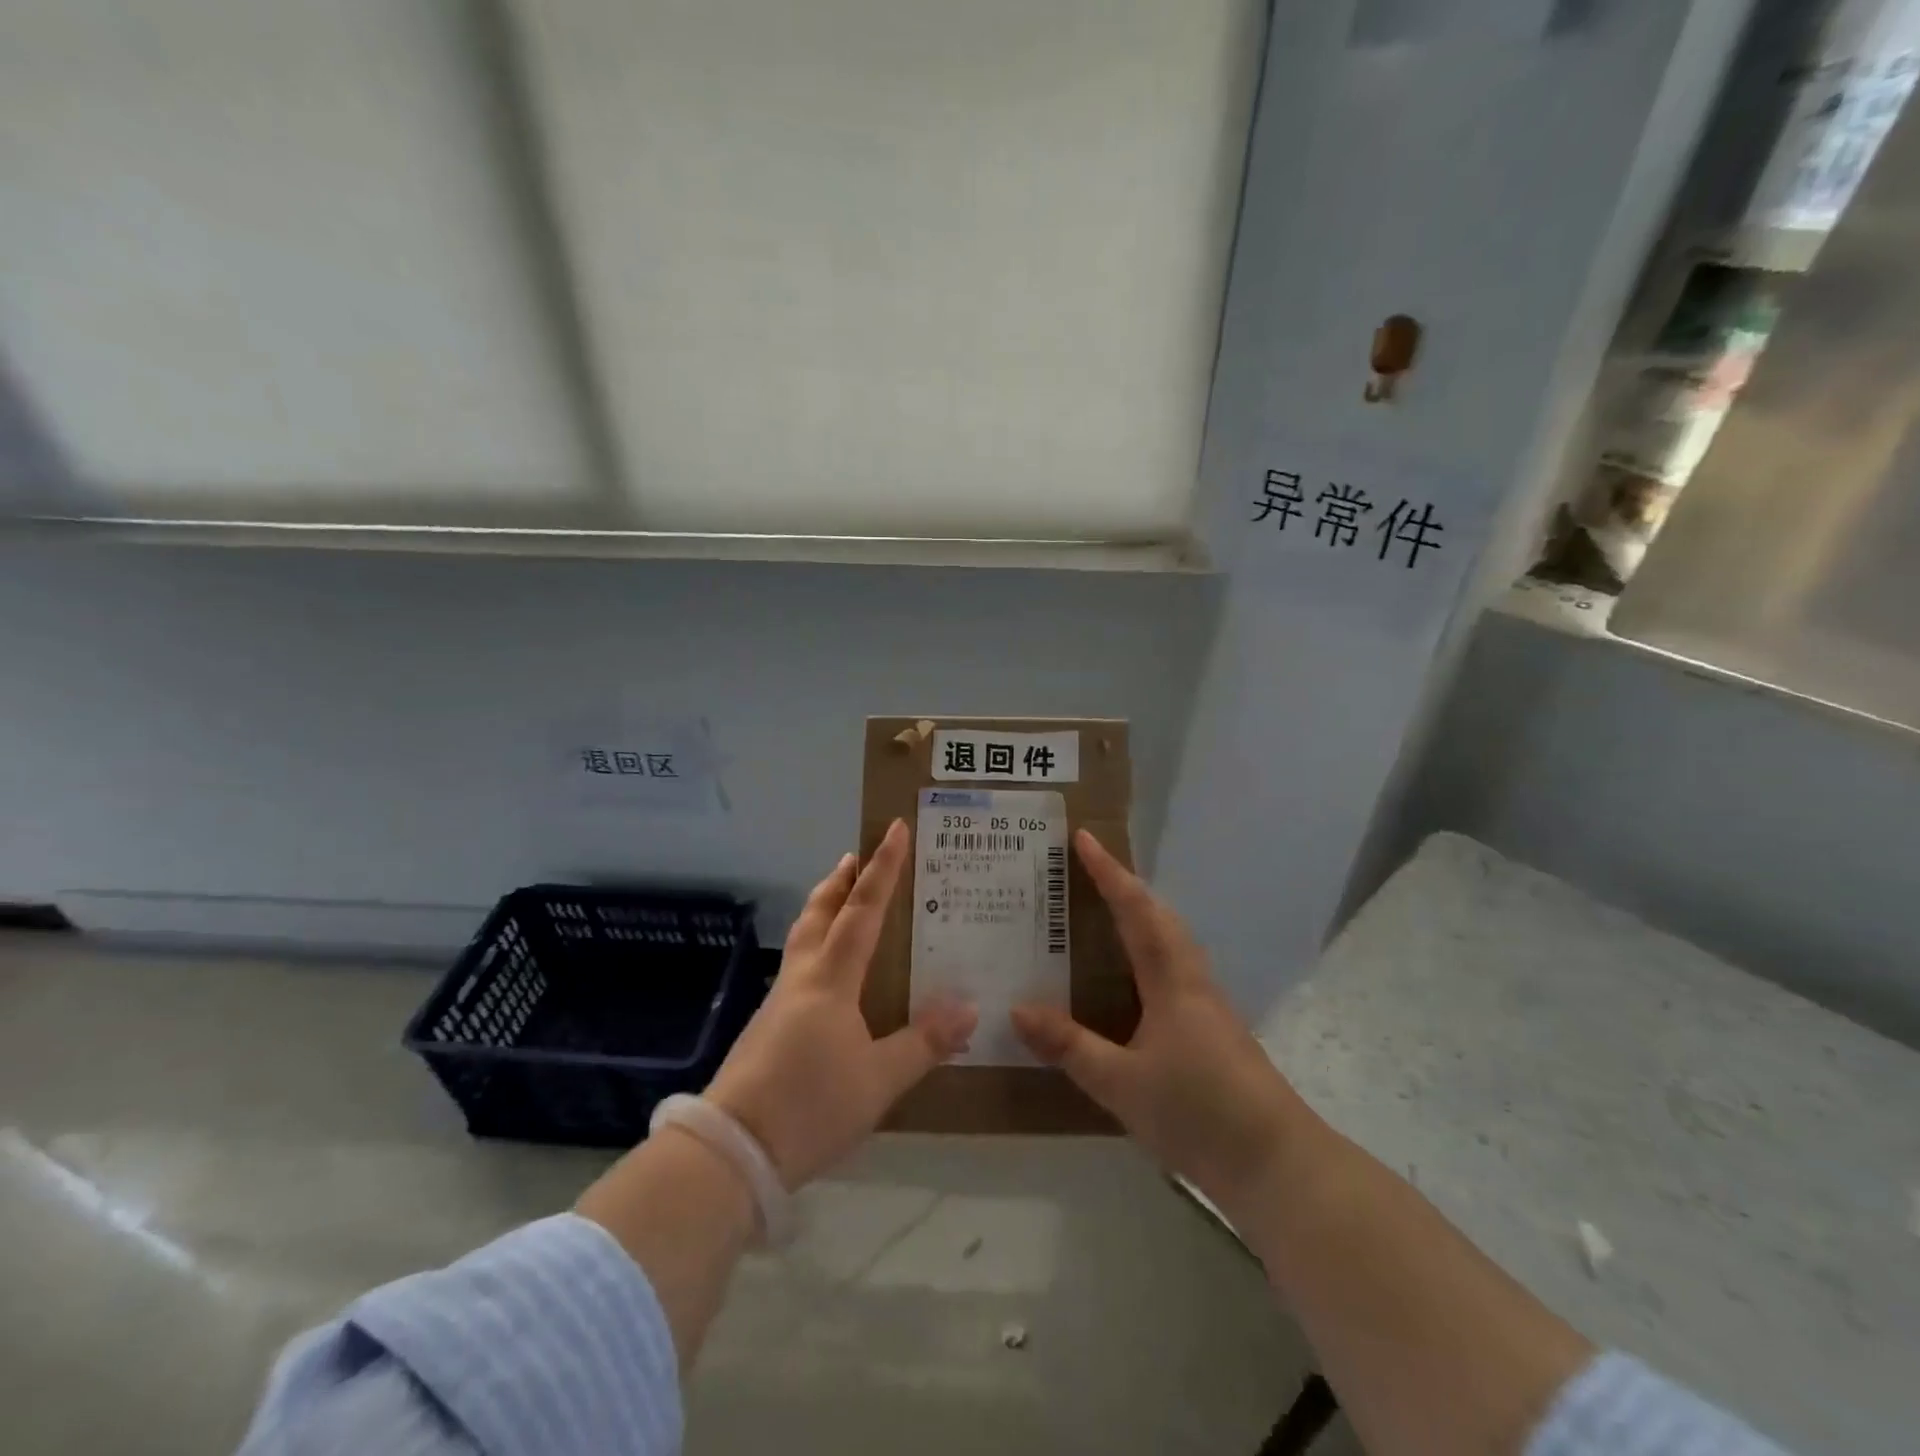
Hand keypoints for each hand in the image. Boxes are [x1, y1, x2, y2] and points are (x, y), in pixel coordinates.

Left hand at [706, 820, 976, 1187]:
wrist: (731, 1152)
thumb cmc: (810, 1106)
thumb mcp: (880, 1080)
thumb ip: (924, 1042)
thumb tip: (969, 1007)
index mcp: (831, 980)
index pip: (862, 910)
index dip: (882, 868)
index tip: (894, 830)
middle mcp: (802, 979)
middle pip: (820, 913)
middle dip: (840, 880)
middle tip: (856, 855)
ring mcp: (779, 1002)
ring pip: (803, 938)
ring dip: (823, 909)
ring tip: (840, 900)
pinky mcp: (767, 1028)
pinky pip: (798, 967)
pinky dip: (816, 946)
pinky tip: (828, 974)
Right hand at [1011, 830, 1307, 1220]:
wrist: (1276, 1164)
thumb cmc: (1198, 1113)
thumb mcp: (1121, 1084)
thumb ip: (1069, 1045)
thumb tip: (1017, 1008)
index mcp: (1172, 979)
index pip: (1136, 911)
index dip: (1109, 873)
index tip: (1084, 838)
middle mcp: (1191, 980)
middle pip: (1158, 916)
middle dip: (1124, 886)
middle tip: (1086, 869)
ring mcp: (1206, 1004)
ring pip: (1170, 941)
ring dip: (1139, 915)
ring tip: (1102, 910)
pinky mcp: (1211, 1029)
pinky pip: (1172, 969)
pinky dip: (1147, 951)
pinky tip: (1129, 977)